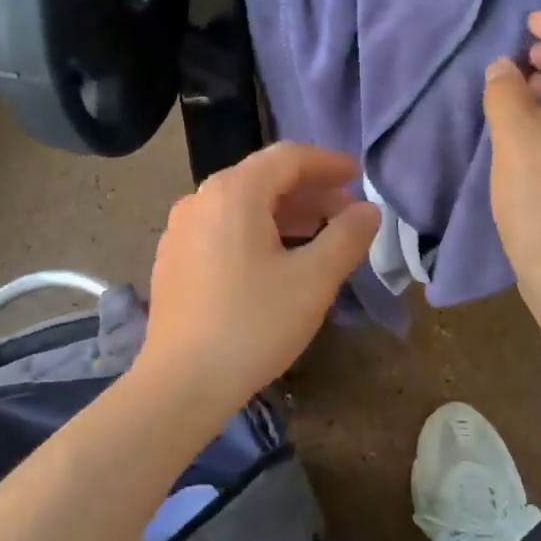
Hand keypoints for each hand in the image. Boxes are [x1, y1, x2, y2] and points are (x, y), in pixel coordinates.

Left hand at [136, 142, 380, 415]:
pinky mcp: (172, 259)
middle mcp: (200, 200)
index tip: (358, 177)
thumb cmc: (254, 325)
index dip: (328, 163)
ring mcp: (180, 230)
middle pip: (262, 179)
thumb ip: (347, 237)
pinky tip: (275, 261)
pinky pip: (221, 229)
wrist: (182, 382)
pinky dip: (255, 232)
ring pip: (240, 205)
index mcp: (233, 193)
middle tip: (345, 214)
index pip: (288, 158)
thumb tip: (368, 211)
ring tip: (318, 237)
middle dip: (309, 191)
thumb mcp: (313, 280)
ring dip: (284, 213)